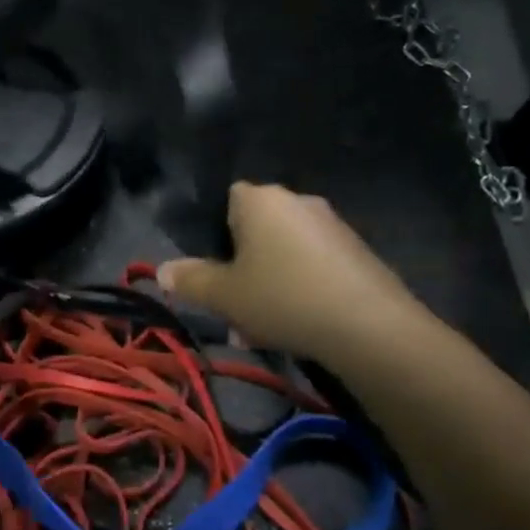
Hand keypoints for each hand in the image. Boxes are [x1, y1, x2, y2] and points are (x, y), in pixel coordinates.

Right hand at [158, 183, 425, 362]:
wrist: (368, 325)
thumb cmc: (281, 297)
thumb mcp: (224, 295)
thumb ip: (190, 280)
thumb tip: (161, 270)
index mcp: (261, 200)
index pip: (228, 198)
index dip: (217, 233)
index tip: (215, 269)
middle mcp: (298, 201)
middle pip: (257, 230)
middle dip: (242, 267)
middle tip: (233, 308)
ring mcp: (332, 226)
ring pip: (284, 253)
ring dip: (268, 284)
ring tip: (260, 330)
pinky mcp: (358, 252)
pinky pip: (313, 266)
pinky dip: (299, 289)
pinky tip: (295, 326)